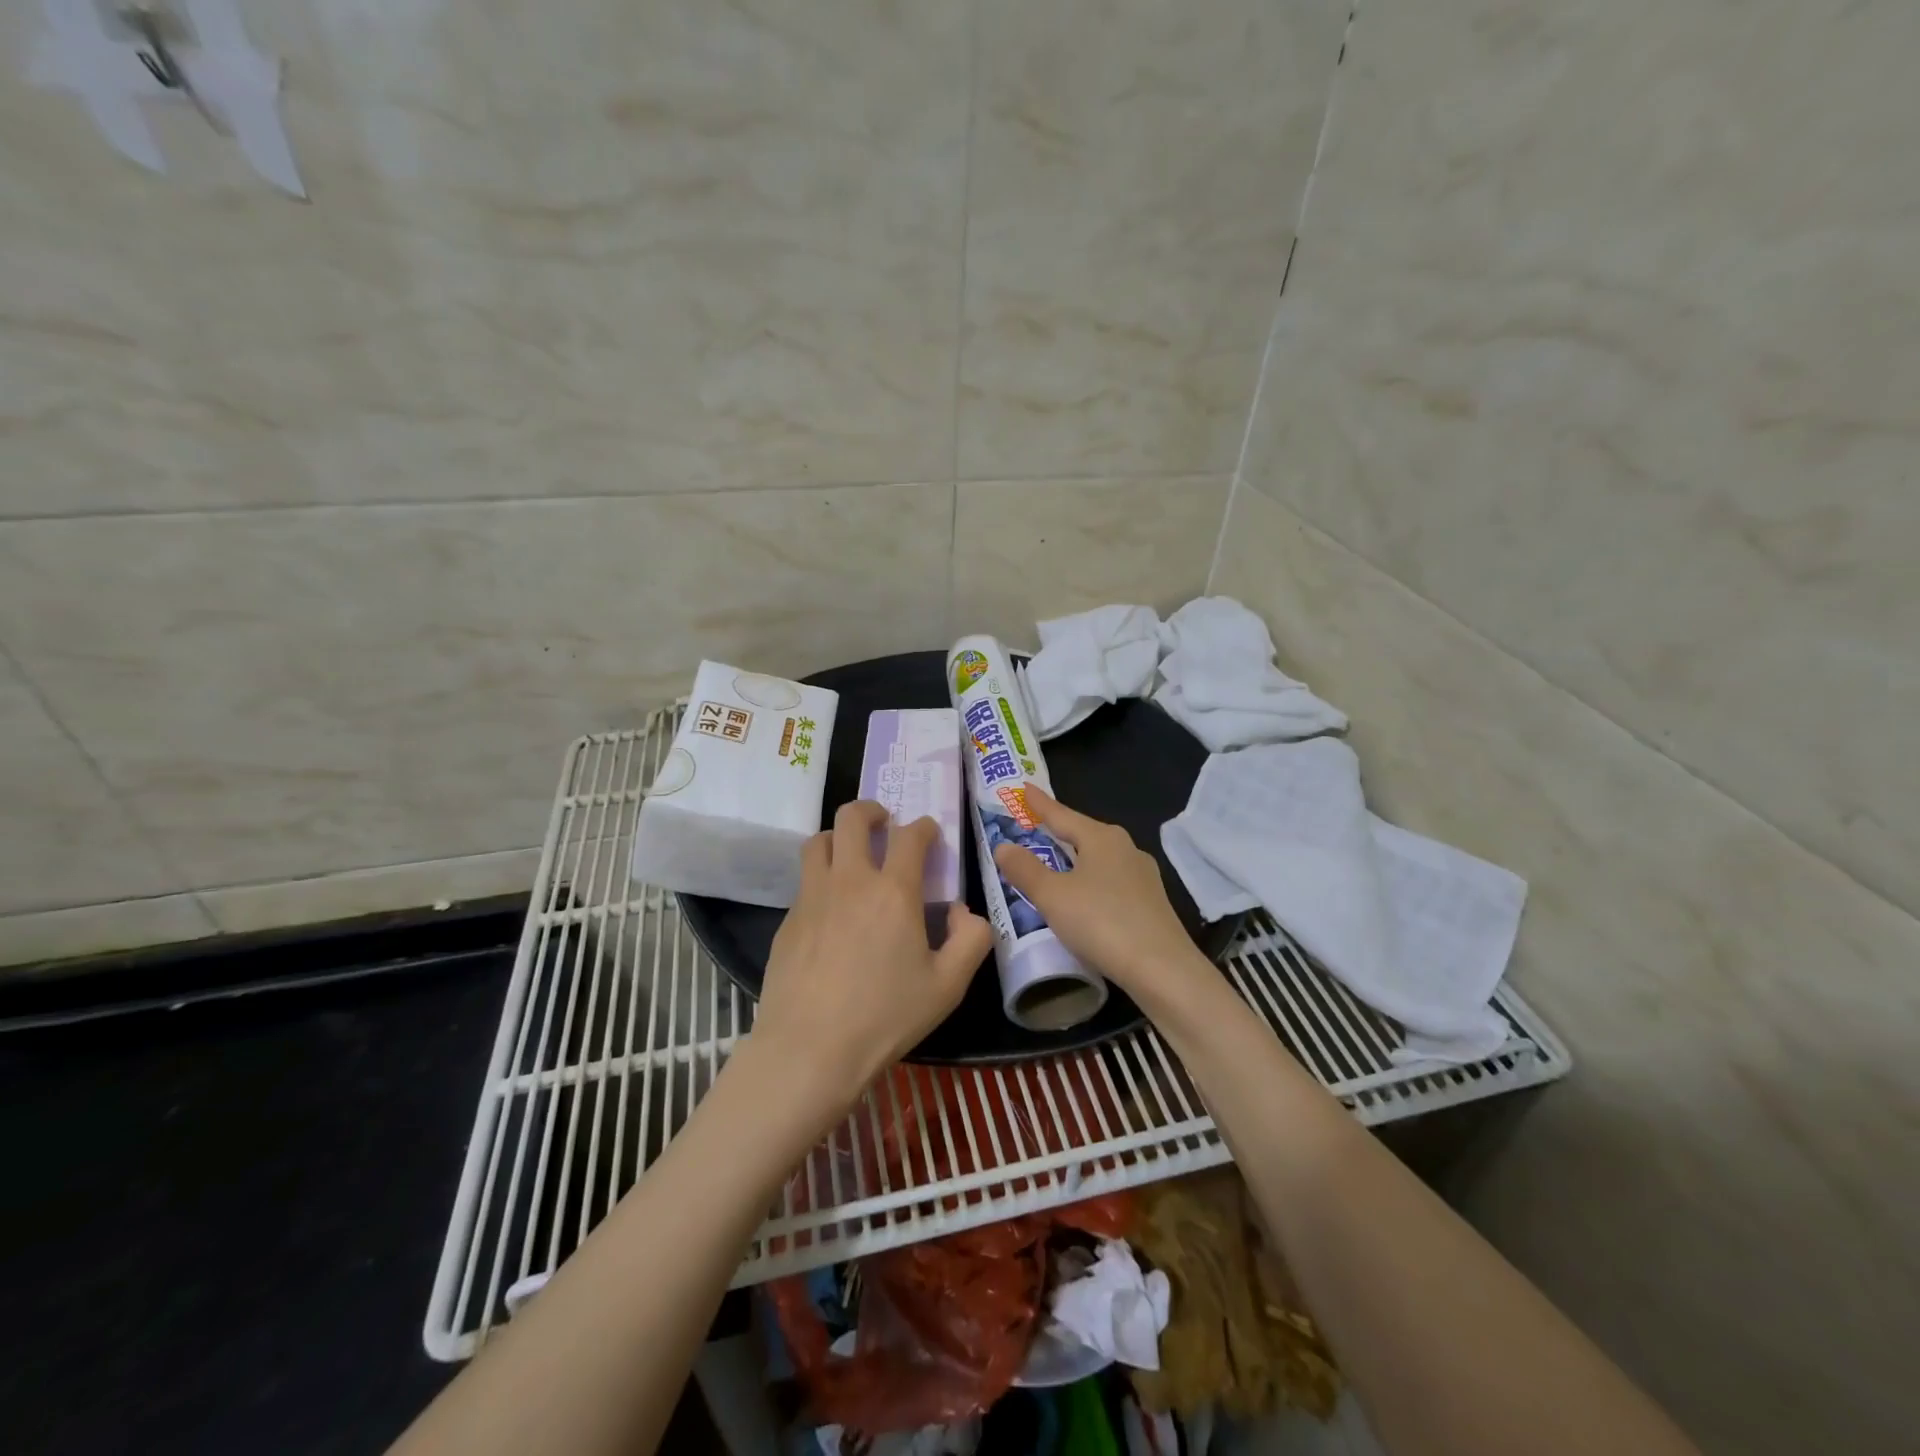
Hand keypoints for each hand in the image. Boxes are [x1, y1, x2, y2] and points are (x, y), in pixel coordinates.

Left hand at [750, 800, 992, 1113]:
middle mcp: (849, 881)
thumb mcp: (948, 986)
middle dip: (871, 810)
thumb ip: (972, 940)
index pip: (910, 836)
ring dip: (839, 837)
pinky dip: (822, 878)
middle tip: (884, 823)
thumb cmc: (885, 1017)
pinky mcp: (787, 920)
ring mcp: (812, 897)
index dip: (924, 828)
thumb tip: (964, 911)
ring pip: (819, 841)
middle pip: (852, 818)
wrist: (808, 1050)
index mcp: (893, 891)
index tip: (930, 834)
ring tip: (852, 854)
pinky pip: (805, 882)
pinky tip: (831, 911)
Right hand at [991, 784, 1210, 1010]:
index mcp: (1102, 838)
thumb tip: (1003, 846)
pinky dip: (1091, 881)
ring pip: (1100, 858)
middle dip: (1060, 830)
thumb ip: (1025, 869)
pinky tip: (1085, 896)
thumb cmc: (1101, 922)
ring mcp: (1143, 876)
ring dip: (1076, 858)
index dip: (1040, 804)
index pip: (1062, 814)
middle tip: (1036, 825)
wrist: (1163, 969)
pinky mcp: (1151, 903)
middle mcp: (1126, 848)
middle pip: (1084, 834)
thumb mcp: (1052, 896)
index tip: (1024, 787)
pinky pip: (1111, 881)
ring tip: (1057, 860)